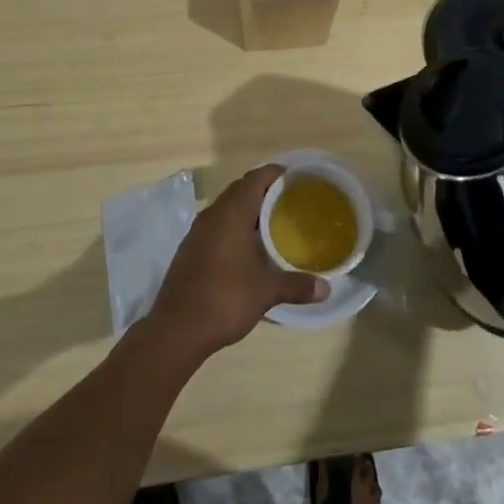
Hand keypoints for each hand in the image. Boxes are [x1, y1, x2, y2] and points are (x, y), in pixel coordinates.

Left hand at [145, 165, 327, 360]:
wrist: (176, 330)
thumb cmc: (224, 299)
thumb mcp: (266, 292)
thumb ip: (297, 285)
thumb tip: (327, 289)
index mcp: (231, 212)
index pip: (256, 178)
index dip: (277, 174)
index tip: (298, 179)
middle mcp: (213, 214)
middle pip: (241, 189)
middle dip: (265, 190)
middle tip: (292, 201)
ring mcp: (198, 231)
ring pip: (228, 207)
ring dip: (249, 209)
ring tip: (275, 222)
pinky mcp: (191, 248)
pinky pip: (218, 224)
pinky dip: (235, 226)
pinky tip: (249, 247)